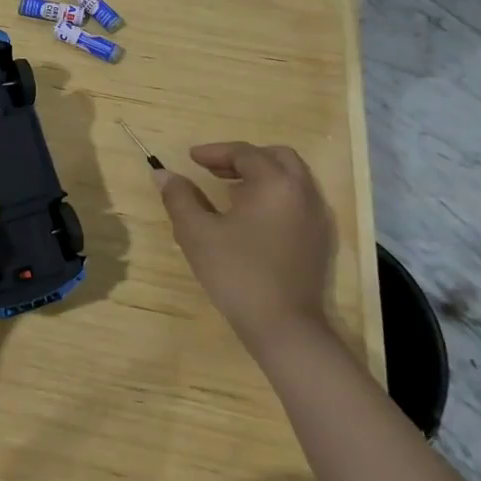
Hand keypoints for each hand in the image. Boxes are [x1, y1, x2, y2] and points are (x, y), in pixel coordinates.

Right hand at [154, 143, 335, 347]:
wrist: (284, 328)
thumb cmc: (237, 273)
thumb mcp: (196, 232)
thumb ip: (179, 197)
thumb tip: (162, 173)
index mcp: (275, 183)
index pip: (244, 153)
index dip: (214, 152)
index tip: (190, 159)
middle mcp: (302, 193)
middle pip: (276, 157)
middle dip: (244, 158)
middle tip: (214, 169)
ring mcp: (315, 218)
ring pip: (290, 179)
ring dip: (260, 176)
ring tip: (228, 191)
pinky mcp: (318, 241)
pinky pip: (296, 201)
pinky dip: (273, 195)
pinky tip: (250, 217)